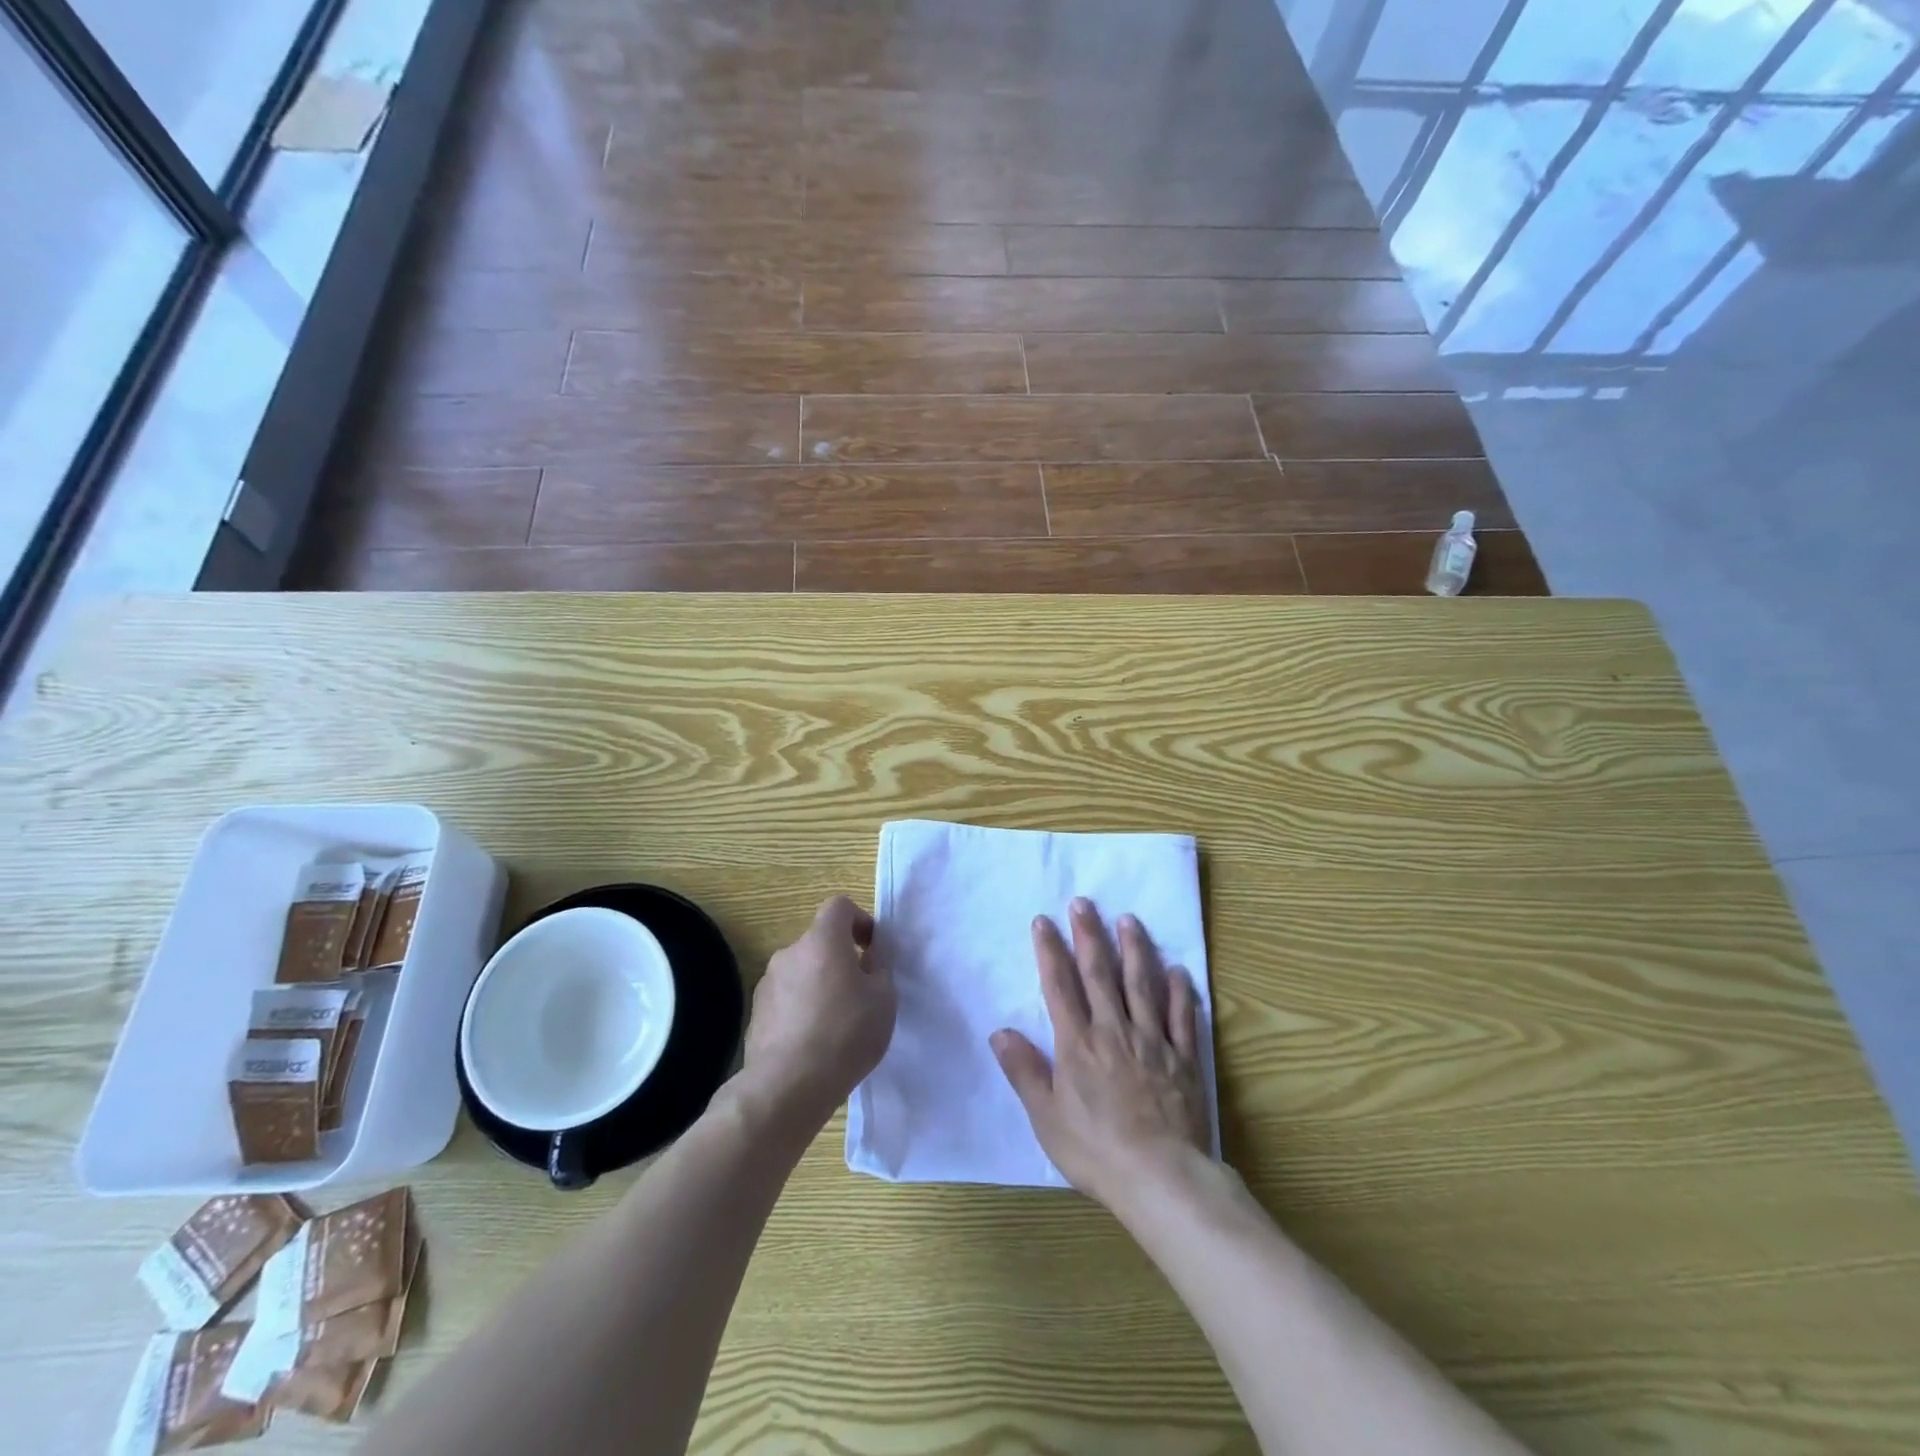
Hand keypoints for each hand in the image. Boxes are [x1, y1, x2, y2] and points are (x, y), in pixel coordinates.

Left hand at [740, 895, 895, 1134]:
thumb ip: (880, 965)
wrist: (788, 1086)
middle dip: (840, 959)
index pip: (839, 906)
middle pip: (819, 942)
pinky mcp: (756, 1014)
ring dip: (819, 985)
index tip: (871, 949)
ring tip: (836, 1024)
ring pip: (802, 971)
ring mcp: (768, 984)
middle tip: (860, 994)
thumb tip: (871, 951)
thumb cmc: (846, 1034)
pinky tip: (812, 1043)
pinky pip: (786, 999)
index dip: (859, 920)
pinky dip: (801, 1009)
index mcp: (822, 941)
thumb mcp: (883, 998)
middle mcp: (790, 953)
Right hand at [992, 898, 1209, 1206]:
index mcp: (1077, 1044)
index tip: (1043, 921)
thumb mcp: (1046, 1117)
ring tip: (1129, 920)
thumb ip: (1024, 1071)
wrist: (1160, 1179)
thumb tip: (999, 1031)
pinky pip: (1181, 1017)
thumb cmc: (1095, 1151)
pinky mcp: (1183, 1059)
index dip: (1050, 951)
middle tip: (1084, 902)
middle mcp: (1114, 1031)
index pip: (1059, 986)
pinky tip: (1177, 970)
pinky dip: (1179, 991)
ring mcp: (1152, 1041)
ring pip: (1142, 985)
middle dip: (1089, 935)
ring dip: (1135, 949)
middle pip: (1100, 974)